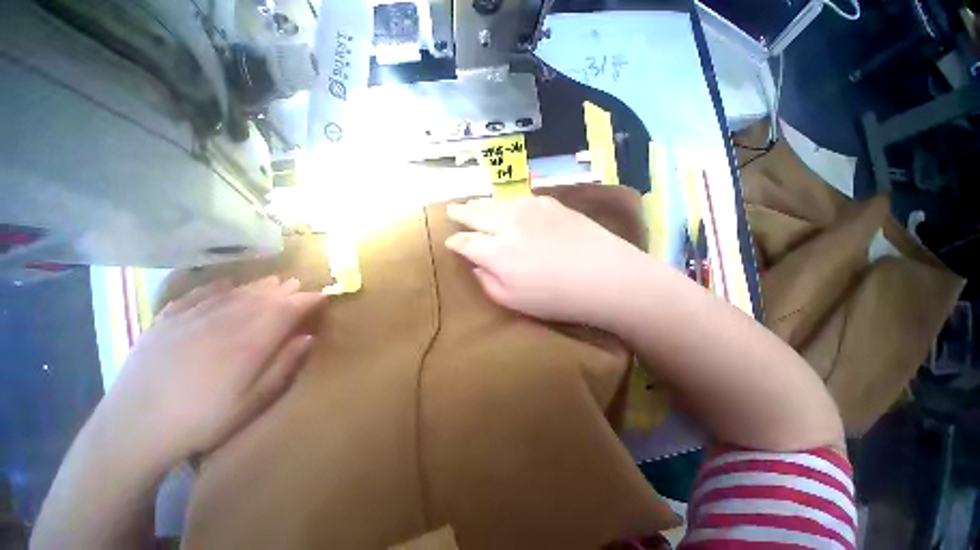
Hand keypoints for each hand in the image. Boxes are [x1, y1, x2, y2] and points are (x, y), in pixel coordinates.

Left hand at [99, 276, 324, 466]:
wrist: (133, 429)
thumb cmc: (201, 420)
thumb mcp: (252, 402)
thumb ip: (283, 366)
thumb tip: (308, 337)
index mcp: (248, 342)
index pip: (286, 310)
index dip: (307, 300)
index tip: (321, 296)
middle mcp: (223, 321)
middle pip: (262, 297)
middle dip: (285, 289)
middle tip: (299, 285)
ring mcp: (191, 318)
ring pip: (234, 292)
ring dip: (257, 285)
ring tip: (274, 280)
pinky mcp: (166, 321)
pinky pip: (197, 295)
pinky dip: (217, 287)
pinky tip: (226, 284)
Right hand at [445, 196, 646, 328]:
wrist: (605, 276)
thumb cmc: (556, 297)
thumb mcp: (512, 301)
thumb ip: (486, 282)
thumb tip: (474, 265)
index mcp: (495, 251)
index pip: (465, 242)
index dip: (455, 242)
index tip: (449, 242)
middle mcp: (507, 224)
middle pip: (476, 214)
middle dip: (460, 213)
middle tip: (450, 210)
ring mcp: (529, 210)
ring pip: (495, 203)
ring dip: (480, 204)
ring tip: (472, 204)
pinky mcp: (550, 204)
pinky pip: (519, 199)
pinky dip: (507, 202)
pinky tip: (506, 205)